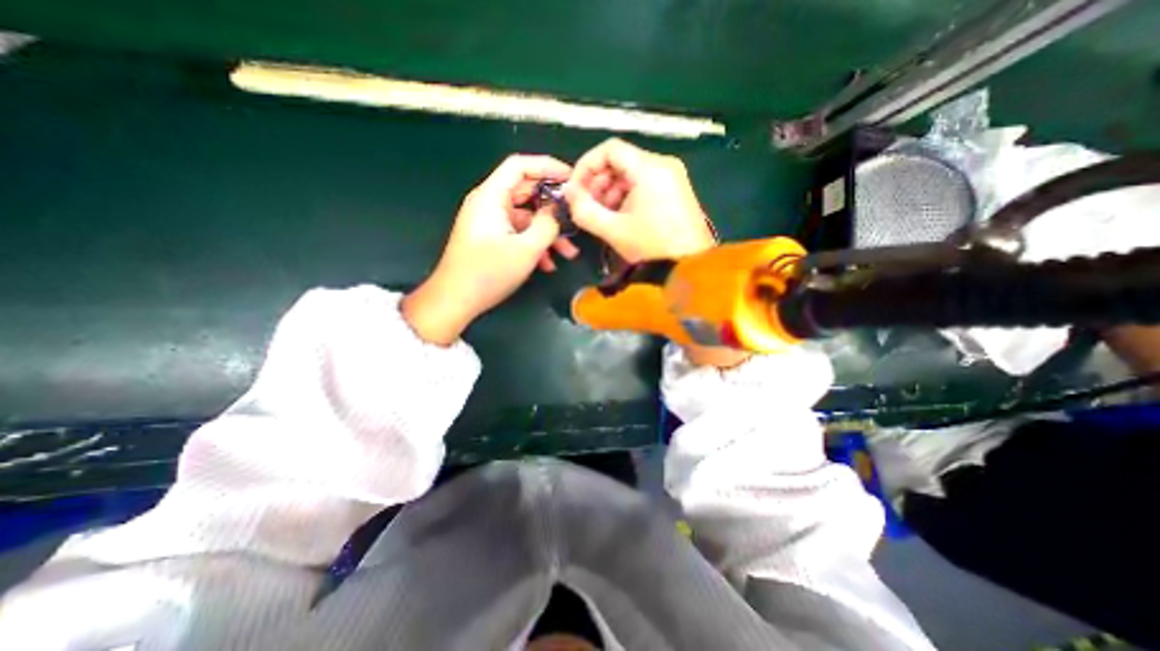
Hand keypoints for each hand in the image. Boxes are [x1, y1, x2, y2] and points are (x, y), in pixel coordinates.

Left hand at [401, 152, 577, 344]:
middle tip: (575, 218)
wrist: (454, 300)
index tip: (572, 179)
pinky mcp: (490, 239)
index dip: (548, 167)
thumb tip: (557, 211)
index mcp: (492, 196)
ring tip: (568, 253)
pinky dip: (533, 244)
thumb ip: (547, 225)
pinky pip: (517, 233)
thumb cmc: (489, 273)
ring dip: (547, 233)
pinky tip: (548, 264)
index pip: (520, 166)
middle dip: (553, 208)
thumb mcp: (526, 249)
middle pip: (526, 192)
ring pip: (525, 218)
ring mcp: (488, 222)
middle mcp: (489, 204)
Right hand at [566, 137, 716, 262]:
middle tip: (587, 206)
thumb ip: (584, 210)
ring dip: (610, 191)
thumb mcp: (612, 230)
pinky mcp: (676, 190)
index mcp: (649, 167)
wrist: (689, 266)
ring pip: (631, 173)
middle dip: (598, 182)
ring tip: (602, 216)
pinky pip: (644, 184)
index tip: (576, 189)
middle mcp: (663, 164)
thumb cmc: (651, 247)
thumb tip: (569, 193)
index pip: (609, 149)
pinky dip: (626, 196)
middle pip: (620, 160)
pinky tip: (620, 217)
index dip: (586, 166)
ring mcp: (672, 177)